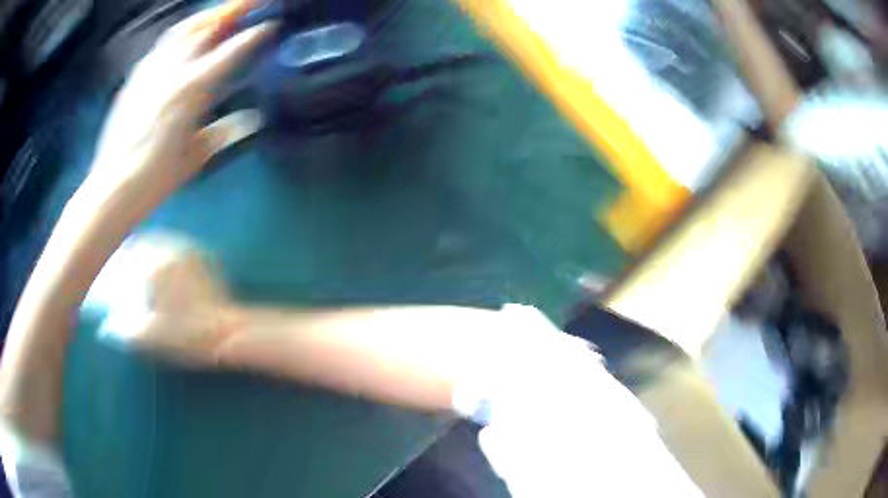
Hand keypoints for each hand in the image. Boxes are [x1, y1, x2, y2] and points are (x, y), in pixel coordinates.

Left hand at [89, 1, 275, 199]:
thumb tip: (252, 120)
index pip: (231, 51)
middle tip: (251, 1)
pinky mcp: (136, 76)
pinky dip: (181, 33)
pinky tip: (186, 36)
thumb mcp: (196, 157)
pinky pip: (163, 44)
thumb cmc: (156, 177)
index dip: (254, 35)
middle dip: (232, 9)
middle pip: (206, 26)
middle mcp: (173, 69)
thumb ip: (225, 132)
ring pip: (183, 29)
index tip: (271, 24)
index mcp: (192, 89)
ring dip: (206, 16)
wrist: (112, 187)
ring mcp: (151, 69)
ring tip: (220, 12)